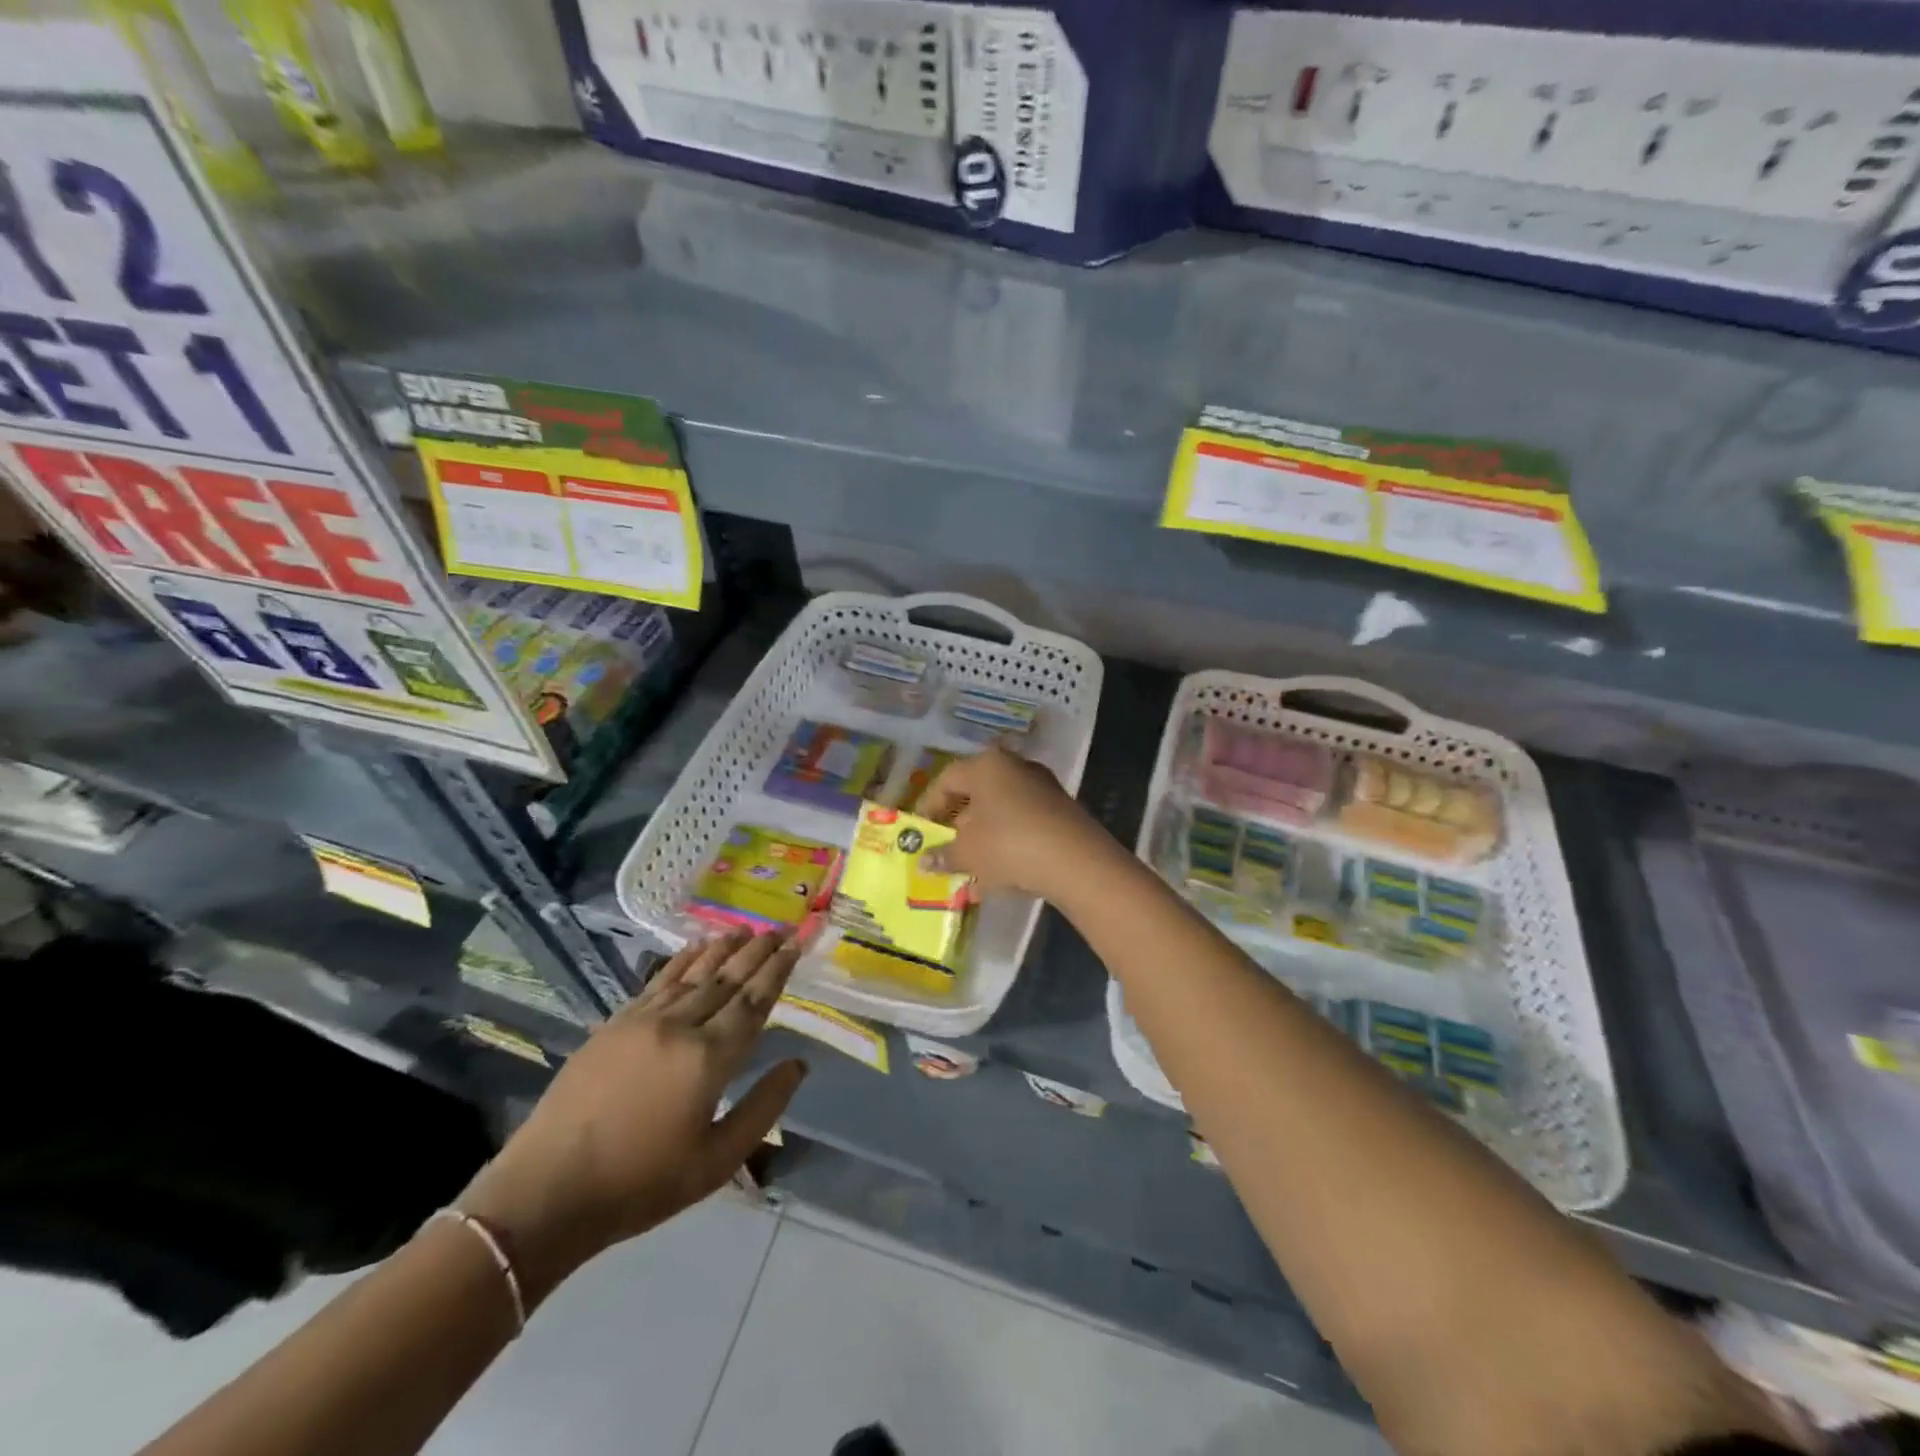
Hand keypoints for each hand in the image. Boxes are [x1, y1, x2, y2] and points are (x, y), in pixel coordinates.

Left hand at [459, 930, 807, 1304]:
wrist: (548, 1192)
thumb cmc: (641, 1183)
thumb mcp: (717, 1161)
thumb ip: (763, 1108)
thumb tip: (798, 1064)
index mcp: (709, 1058)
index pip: (753, 1002)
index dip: (777, 971)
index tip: (795, 945)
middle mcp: (680, 1026)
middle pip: (727, 978)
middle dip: (757, 951)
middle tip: (780, 928)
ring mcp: (643, 1020)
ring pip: (693, 973)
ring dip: (723, 948)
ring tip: (745, 929)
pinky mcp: (615, 1024)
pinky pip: (658, 981)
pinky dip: (682, 961)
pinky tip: (695, 948)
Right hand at [918, 744, 1113, 901]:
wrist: (1075, 860)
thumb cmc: (1008, 845)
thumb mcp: (968, 853)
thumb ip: (943, 855)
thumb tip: (923, 862)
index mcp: (986, 765)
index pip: (946, 779)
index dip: (929, 806)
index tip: (920, 831)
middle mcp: (1014, 766)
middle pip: (976, 792)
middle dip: (958, 822)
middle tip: (944, 847)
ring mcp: (1041, 786)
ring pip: (1000, 809)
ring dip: (982, 836)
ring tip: (969, 866)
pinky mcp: (1060, 809)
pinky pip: (1021, 822)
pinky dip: (1006, 842)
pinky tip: (998, 872)